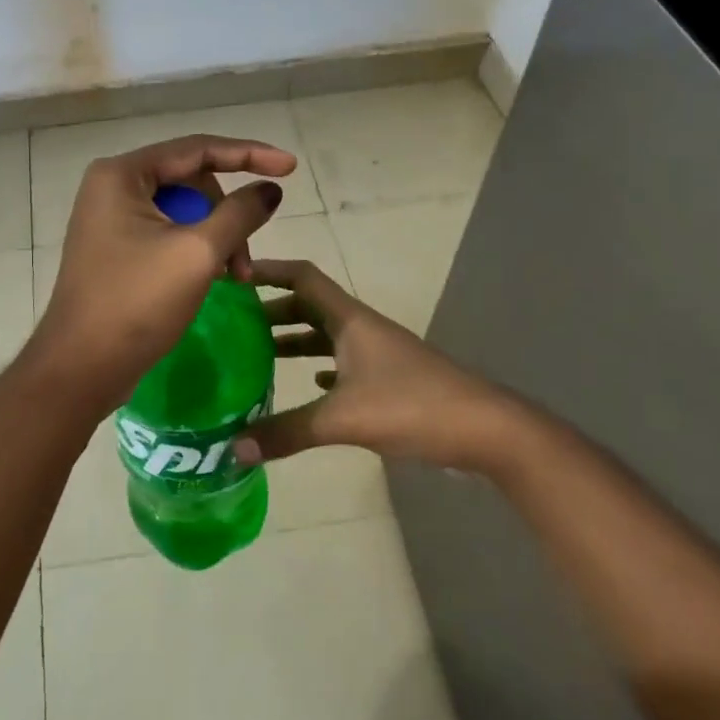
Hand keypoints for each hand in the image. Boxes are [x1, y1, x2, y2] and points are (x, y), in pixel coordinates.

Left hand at [30, 134, 294, 408]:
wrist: (80, 368)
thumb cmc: (137, 304)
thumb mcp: (198, 254)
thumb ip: (240, 213)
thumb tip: (270, 189)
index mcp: (122, 174)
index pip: (197, 149)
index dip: (249, 154)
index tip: (290, 167)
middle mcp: (111, 186)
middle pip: (190, 182)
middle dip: (227, 216)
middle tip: (246, 263)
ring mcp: (110, 219)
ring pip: (181, 211)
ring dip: (215, 238)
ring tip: (234, 279)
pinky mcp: (115, 248)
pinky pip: (165, 232)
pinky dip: (194, 250)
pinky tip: (212, 278)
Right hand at [234, 259, 514, 472]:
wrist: (486, 430)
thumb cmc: (413, 406)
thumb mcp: (344, 419)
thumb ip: (288, 432)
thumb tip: (234, 448)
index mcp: (349, 320)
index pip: (302, 277)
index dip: (269, 270)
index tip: (233, 275)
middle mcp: (361, 329)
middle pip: (309, 306)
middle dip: (272, 311)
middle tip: (233, 325)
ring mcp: (378, 354)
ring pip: (326, 336)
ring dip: (294, 341)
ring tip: (258, 355)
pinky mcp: (390, 380)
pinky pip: (344, 363)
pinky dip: (320, 368)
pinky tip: (310, 386)